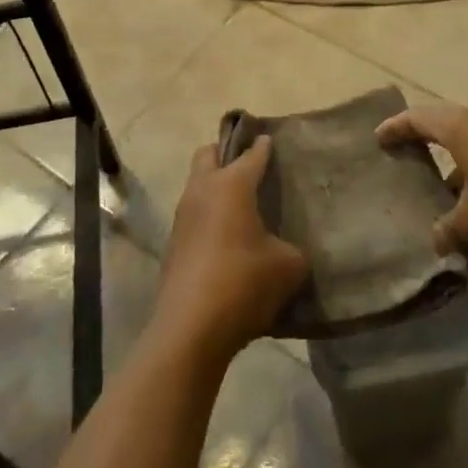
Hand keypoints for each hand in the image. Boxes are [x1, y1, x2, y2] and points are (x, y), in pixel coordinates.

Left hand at [153, 137, 307, 361]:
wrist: (190, 329)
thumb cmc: (243, 283)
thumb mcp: (287, 266)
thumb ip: (293, 249)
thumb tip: (289, 250)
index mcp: (232, 185)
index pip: (251, 154)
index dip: (263, 146)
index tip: (270, 138)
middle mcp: (202, 191)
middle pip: (209, 154)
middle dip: (227, 152)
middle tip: (248, 164)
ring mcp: (183, 217)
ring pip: (197, 185)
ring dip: (215, 185)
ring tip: (240, 203)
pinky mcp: (173, 244)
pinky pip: (193, 215)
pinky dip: (208, 215)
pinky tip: (226, 237)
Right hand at [377, 105, 467, 257]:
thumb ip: (448, 230)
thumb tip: (437, 241)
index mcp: (462, 130)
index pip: (420, 119)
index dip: (397, 127)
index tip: (378, 137)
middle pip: (445, 133)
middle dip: (424, 149)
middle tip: (403, 162)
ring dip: (454, 185)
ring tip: (437, 214)